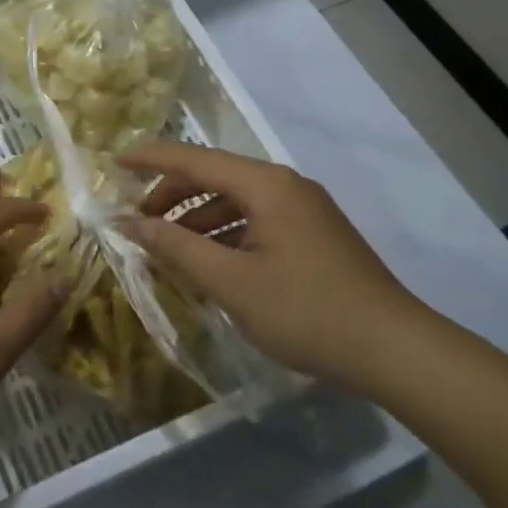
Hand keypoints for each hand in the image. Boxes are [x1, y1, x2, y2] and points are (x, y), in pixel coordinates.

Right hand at [116, 142, 432, 387]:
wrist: (393, 349)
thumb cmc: (305, 311)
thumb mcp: (231, 282)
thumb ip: (176, 248)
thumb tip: (129, 222)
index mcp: (266, 185)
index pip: (195, 159)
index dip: (151, 159)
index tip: (114, 161)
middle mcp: (285, 186)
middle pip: (215, 177)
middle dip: (173, 196)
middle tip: (140, 223)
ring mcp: (304, 210)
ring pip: (235, 202)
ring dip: (198, 221)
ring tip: (170, 252)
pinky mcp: (313, 235)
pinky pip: (256, 222)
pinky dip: (225, 236)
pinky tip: (211, 267)